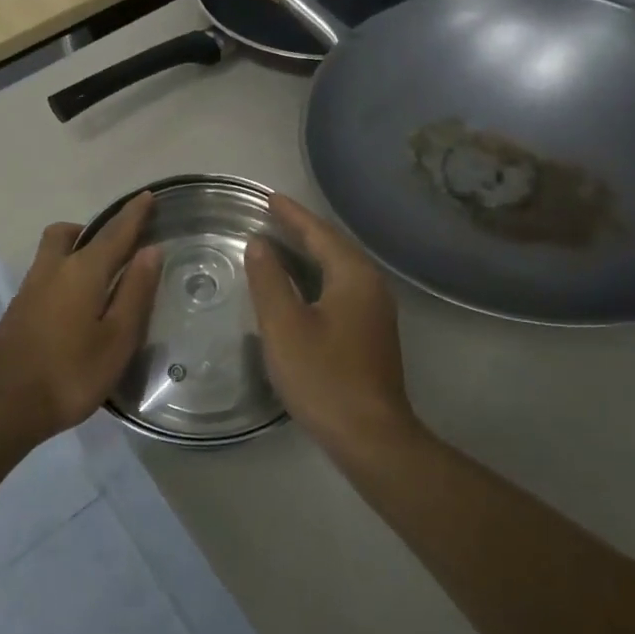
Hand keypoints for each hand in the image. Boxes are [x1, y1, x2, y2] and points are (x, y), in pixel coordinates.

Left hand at [0, 192, 161, 443]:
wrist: (1, 406)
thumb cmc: (70, 373)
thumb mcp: (116, 339)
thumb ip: (135, 292)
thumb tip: (150, 250)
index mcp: (82, 271)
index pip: (115, 233)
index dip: (134, 215)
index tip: (147, 196)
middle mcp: (53, 269)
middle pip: (69, 233)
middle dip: (94, 229)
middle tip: (117, 246)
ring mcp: (30, 288)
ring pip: (53, 252)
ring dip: (76, 250)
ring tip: (100, 276)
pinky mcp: (18, 309)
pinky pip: (46, 274)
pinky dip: (65, 273)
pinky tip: (76, 304)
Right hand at [244, 195, 416, 455]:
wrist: (370, 436)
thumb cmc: (323, 377)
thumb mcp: (284, 326)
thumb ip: (269, 280)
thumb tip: (259, 243)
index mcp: (353, 276)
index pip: (319, 232)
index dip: (291, 214)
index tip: (267, 197)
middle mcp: (371, 285)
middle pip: (333, 245)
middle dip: (302, 228)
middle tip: (271, 213)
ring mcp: (375, 309)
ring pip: (339, 267)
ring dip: (311, 251)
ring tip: (281, 240)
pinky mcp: (372, 331)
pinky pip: (342, 286)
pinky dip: (319, 274)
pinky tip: (301, 283)